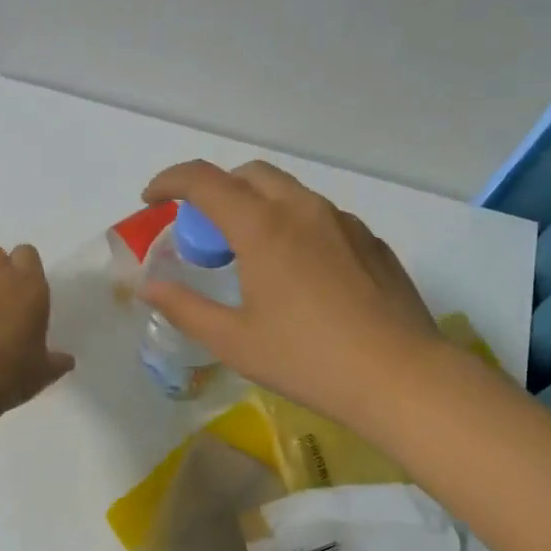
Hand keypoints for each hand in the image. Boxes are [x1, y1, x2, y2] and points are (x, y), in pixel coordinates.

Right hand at [138, 160, 442, 425]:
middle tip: (204, 232)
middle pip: (249, 174)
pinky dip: (295, 226)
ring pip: (290, 193)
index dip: (170, 181)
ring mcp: (343, 221)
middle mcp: (303, 209)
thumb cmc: (308, 359)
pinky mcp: (371, 241)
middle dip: (217, 190)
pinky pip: (322, 217)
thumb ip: (185, 307)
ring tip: (252, 254)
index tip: (152, 199)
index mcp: (262, 226)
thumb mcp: (234, 341)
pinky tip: (302, 274)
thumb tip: (149, 287)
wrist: (400, 376)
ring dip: (258, 206)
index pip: (204, 180)